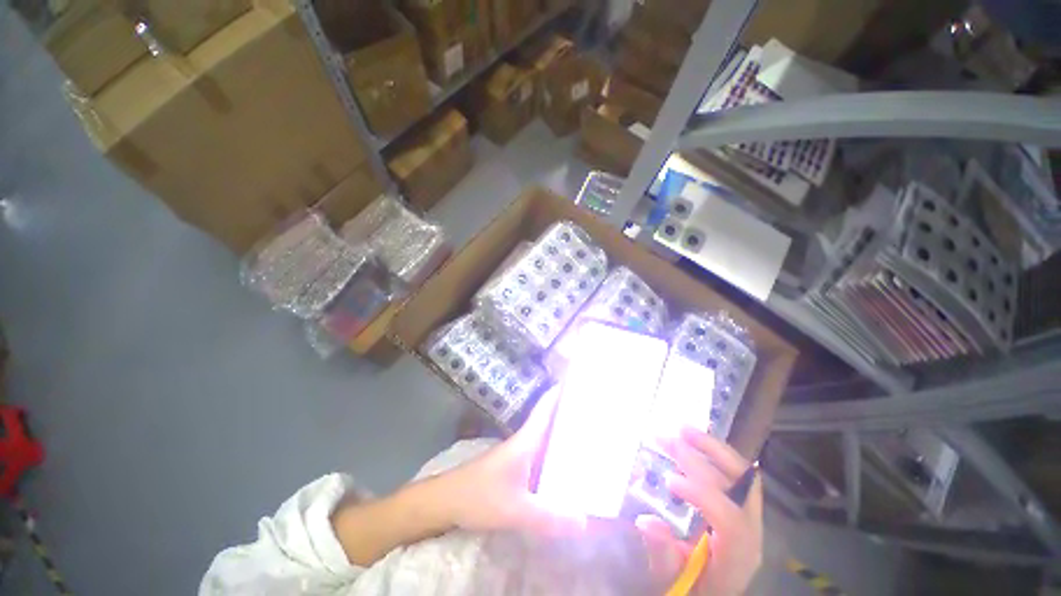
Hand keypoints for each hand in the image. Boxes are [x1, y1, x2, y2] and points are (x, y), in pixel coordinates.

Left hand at [442, 388, 586, 534]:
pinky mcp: (514, 469)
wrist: (446, 501)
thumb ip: (549, 516)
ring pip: (546, 439)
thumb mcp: (516, 509)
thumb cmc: (479, 496)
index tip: (579, 382)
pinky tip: (566, 469)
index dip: (560, 393)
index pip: (545, 408)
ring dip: (563, 435)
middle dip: (570, 415)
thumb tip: (585, 521)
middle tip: (595, 413)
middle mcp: (524, 442)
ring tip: (589, 437)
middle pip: (550, 421)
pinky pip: (541, 456)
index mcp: (526, 440)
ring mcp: (518, 455)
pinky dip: (555, 456)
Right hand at [637, 428, 762, 595]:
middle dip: (701, 459)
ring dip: (712, 448)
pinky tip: (696, 442)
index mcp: (736, 556)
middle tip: (667, 439)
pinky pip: (737, 473)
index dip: (702, 495)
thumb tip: (646, 520)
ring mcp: (751, 516)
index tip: (668, 479)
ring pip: (743, 474)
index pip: (729, 520)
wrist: (713, 591)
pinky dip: (716, 453)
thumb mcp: (671, 579)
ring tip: (683, 429)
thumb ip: (663, 554)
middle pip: (739, 487)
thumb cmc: (691, 587)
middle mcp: (751, 533)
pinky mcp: (743, 505)